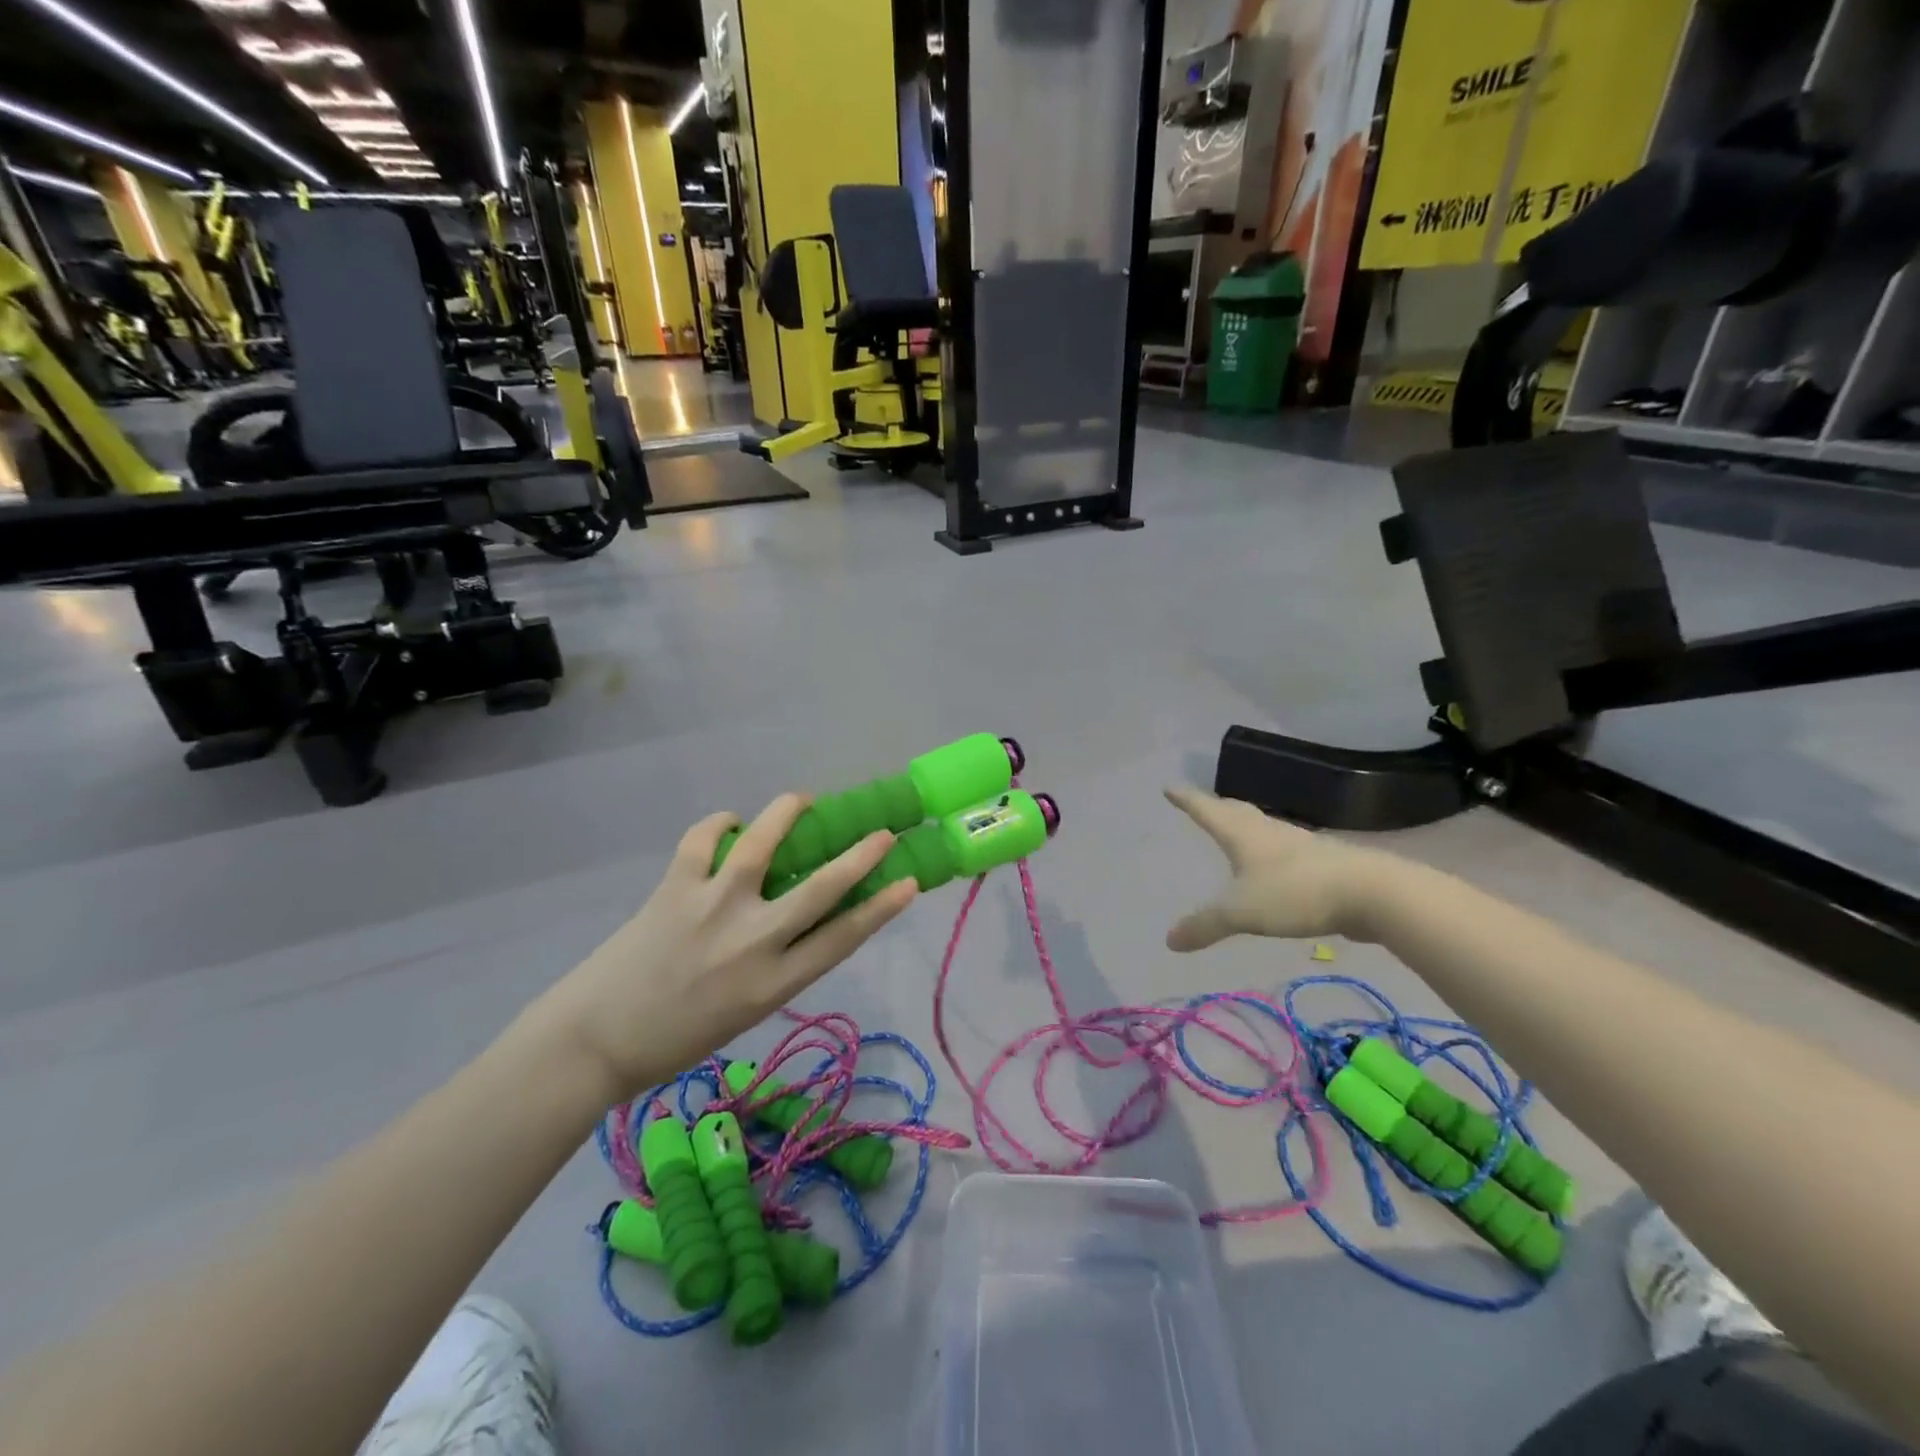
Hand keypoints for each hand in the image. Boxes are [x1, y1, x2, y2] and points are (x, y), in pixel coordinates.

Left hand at [526, 796, 916, 1098]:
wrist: (595, 1042)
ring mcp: (713, 908)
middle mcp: (753, 941)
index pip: (843, 938)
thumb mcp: (746, 1011)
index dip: (881, 908)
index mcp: (774, 984)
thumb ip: (778, 965)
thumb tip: (800, 916)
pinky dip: (719, 823)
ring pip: (762, 845)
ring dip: (788, 813)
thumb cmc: (677, 1038)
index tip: (909, 882)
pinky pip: (702, 840)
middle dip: (860, 856)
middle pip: (821, 889)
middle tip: (882, 834)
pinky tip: (729, 822)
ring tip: (804, 800)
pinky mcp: (675, 888)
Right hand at [1164, 786, 1383, 950]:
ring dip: (1245, 827)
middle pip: (1237, 813)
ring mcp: (1300, 845)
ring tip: (1235, 833)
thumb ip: (1206, 925)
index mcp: (1244, 835)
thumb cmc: (1296, 892)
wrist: (1372, 893)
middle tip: (1202, 804)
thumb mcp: (1242, 912)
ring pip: (1263, 829)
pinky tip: (1275, 866)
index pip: (1207, 810)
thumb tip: (1169, 941)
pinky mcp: (1323, 863)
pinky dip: (1270, 852)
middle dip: (1216, 808)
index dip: (1187, 800)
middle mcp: (1269, 832)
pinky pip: (1285, 851)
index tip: (1169, 787)